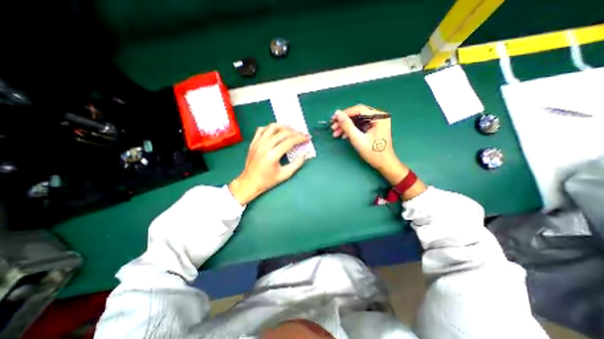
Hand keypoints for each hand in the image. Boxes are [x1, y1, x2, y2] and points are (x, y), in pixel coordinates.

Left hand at [228, 123, 307, 203]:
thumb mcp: (285, 174)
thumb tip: (306, 153)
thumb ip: (297, 163)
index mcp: (272, 155)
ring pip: (272, 127)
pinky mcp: (253, 142)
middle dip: (295, 132)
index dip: (300, 138)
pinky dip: (271, 128)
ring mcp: (257, 142)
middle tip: (302, 135)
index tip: (307, 138)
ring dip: (284, 127)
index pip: (290, 141)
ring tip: (291, 131)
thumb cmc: (268, 181)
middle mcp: (264, 146)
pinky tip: (277, 132)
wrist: (250, 182)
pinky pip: (262, 129)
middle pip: (283, 132)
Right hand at [333, 105, 407, 184]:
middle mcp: (379, 116)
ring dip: (346, 126)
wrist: (383, 164)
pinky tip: (343, 136)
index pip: (359, 110)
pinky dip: (351, 130)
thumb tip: (337, 113)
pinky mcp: (373, 128)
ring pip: (357, 120)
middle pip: (357, 114)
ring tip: (336, 133)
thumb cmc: (373, 153)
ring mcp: (376, 122)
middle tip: (333, 127)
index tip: (333, 119)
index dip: (344, 113)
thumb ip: (347, 125)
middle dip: (344, 121)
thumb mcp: (358, 139)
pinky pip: (359, 125)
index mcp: (379, 117)